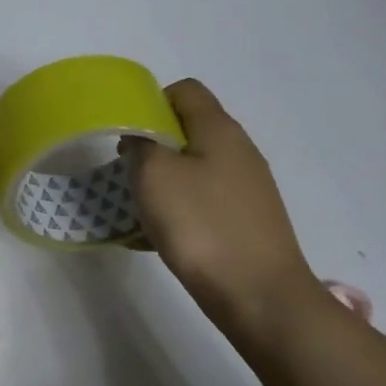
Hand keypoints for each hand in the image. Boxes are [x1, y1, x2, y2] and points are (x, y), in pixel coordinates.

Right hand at [121, 79, 320, 336]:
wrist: (259, 295)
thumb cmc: (202, 225)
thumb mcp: (155, 176)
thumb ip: (140, 146)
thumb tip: (140, 139)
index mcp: (219, 129)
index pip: (185, 90)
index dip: (151, 101)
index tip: (126, 131)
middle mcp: (239, 150)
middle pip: (189, 129)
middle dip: (152, 144)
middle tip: (125, 171)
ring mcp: (247, 187)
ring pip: (195, 166)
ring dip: (164, 179)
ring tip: (139, 205)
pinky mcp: (247, 219)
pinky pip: (204, 199)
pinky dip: (180, 208)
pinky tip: (161, 234)